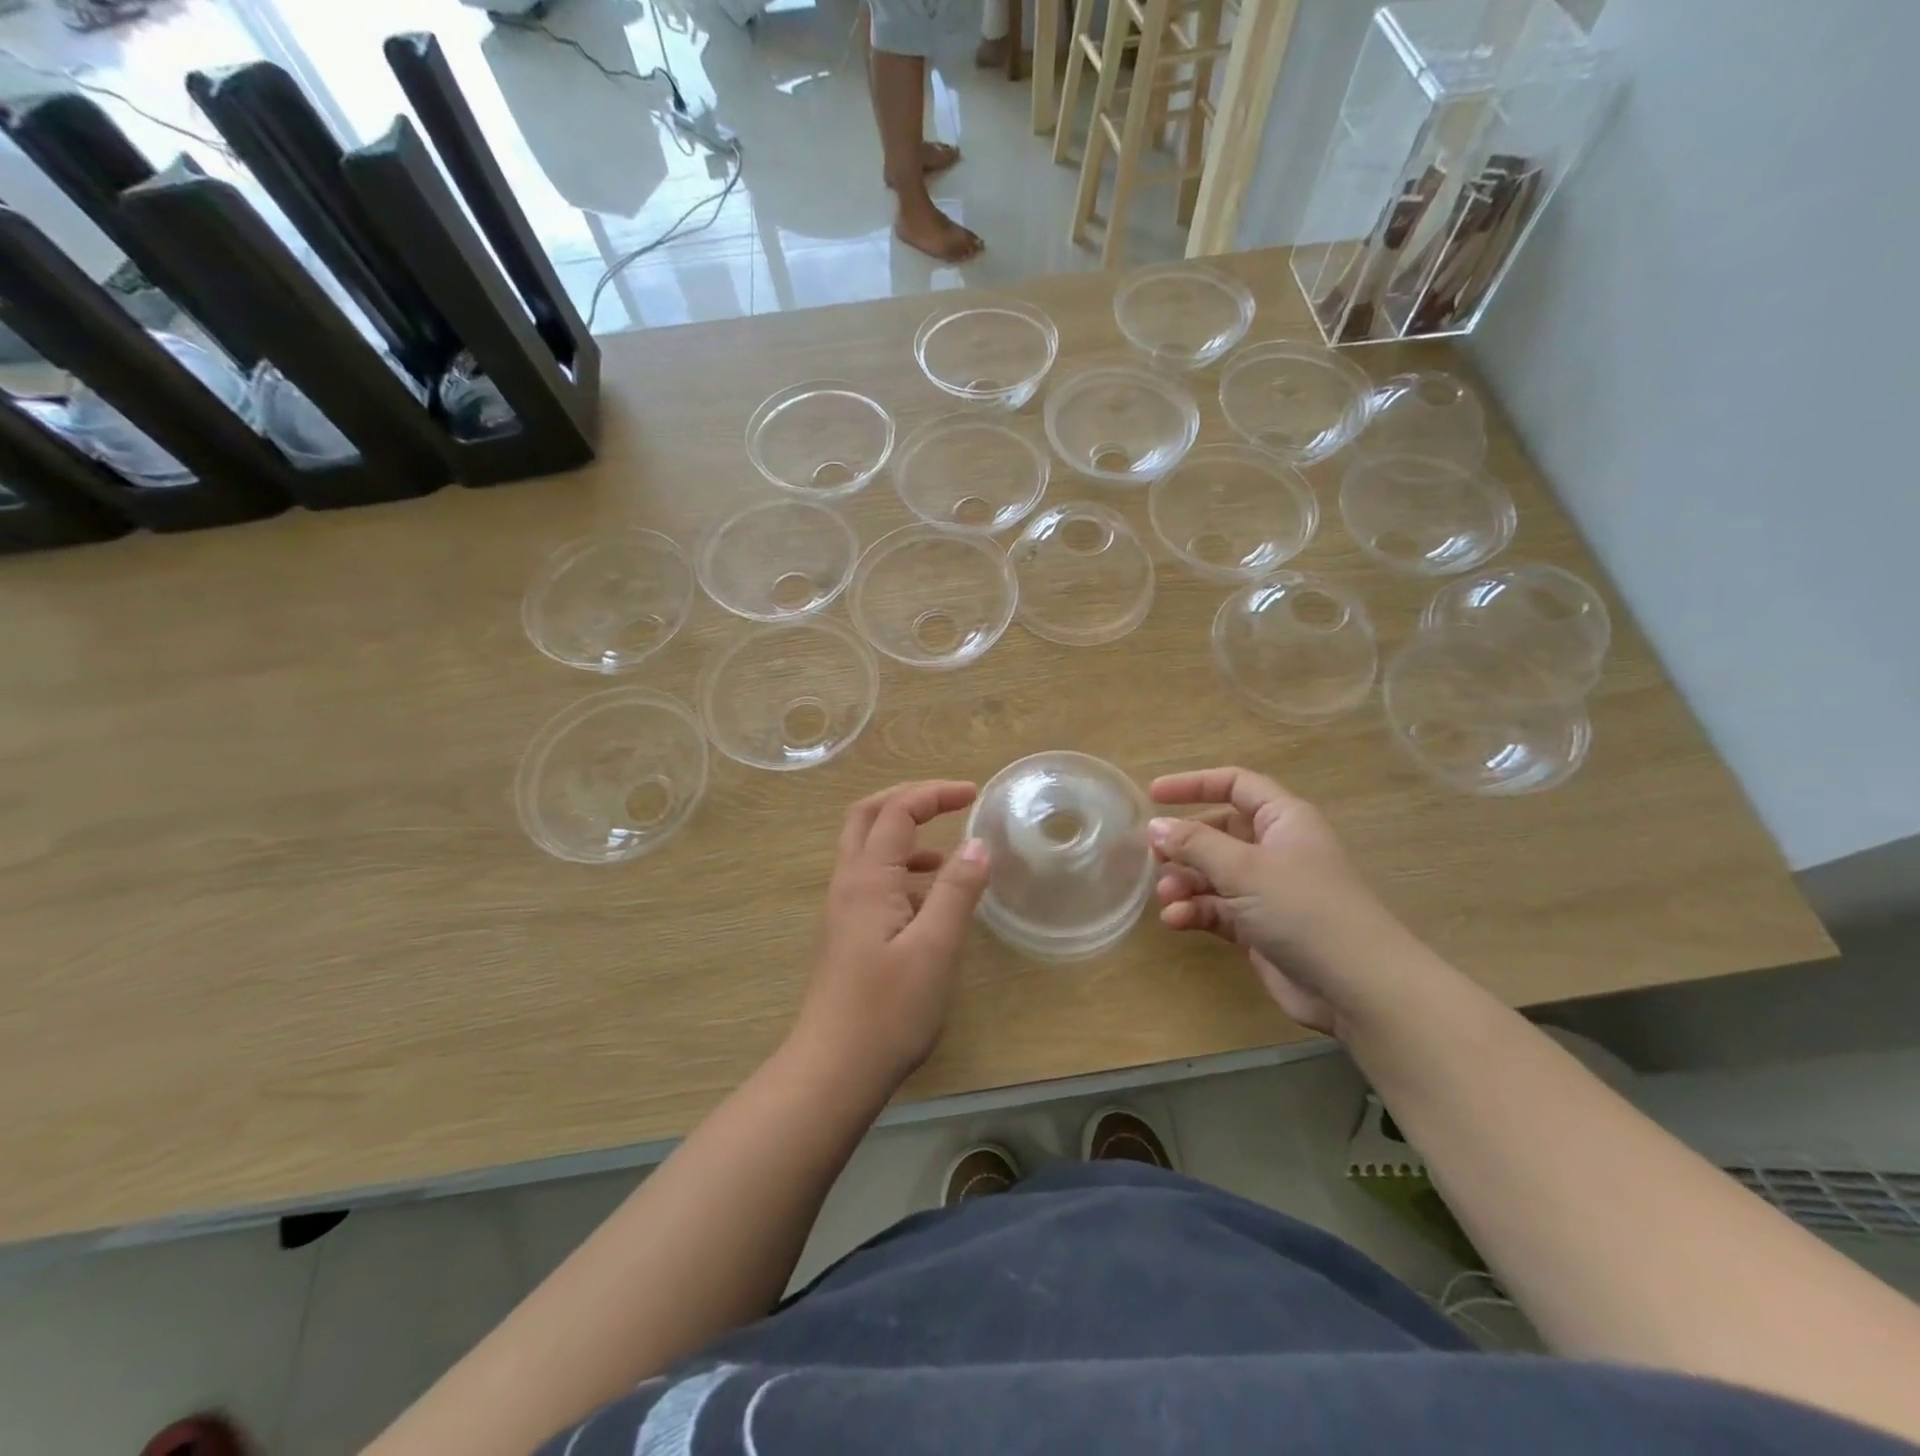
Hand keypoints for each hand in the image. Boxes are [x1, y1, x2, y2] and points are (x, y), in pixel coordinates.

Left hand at [793, 781, 990, 1090]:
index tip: (974, 794)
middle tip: (950, 801)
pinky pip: (872, 882)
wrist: (832, 1071)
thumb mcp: (935, 947)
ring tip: (949, 856)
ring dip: (905, 836)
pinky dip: (902, 872)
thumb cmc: (887, 1010)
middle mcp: (848, 884)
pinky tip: (930, 903)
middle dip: (908, 799)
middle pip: (868, 816)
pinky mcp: (847, 935)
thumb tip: (978, 843)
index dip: (934, 793)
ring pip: (868, 850)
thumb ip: (957, 890)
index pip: (897, 810)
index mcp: (868, 878)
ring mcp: (842, 910)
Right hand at [1148, 766, 1401, 1035]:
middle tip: (1153, 856)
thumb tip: (1155, 826)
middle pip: (1219, 832)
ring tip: (1167, 896)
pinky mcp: (1260, 927)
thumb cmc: (1303, 909)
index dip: (1194, 785)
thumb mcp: (1244, 869)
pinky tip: (1178, 920)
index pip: (1235, 785)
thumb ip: (1195, 844)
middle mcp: (1276, 849)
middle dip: (1185, 844)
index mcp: (1283, 820)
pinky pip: (1218, 909)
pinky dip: (1196, 911)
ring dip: (1186, 882)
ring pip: (1214, 874)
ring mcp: (1269, 890)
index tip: (1153, 795)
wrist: (1356, 987)